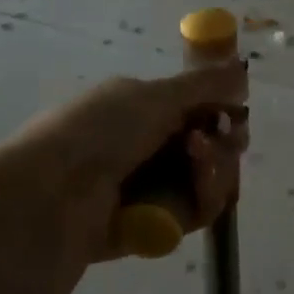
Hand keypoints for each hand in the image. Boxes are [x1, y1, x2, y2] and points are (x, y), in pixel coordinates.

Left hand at [0, 60, 248, 265]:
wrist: (52, 196)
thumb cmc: (98, 132)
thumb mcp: (154, 96)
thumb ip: (205, 84)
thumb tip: (241, 69)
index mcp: (141, 109)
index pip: (199, 110)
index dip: (224, 113)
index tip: (236, 116)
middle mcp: (148, 147)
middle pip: (211, 147)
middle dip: (223, 144)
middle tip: (215, 142)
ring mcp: (152, 188)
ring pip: (210, 180)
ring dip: (215, 169)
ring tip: (198, 162)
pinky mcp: (156, 224)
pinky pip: (198, 212)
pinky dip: (204, 198)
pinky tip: (196, 190)